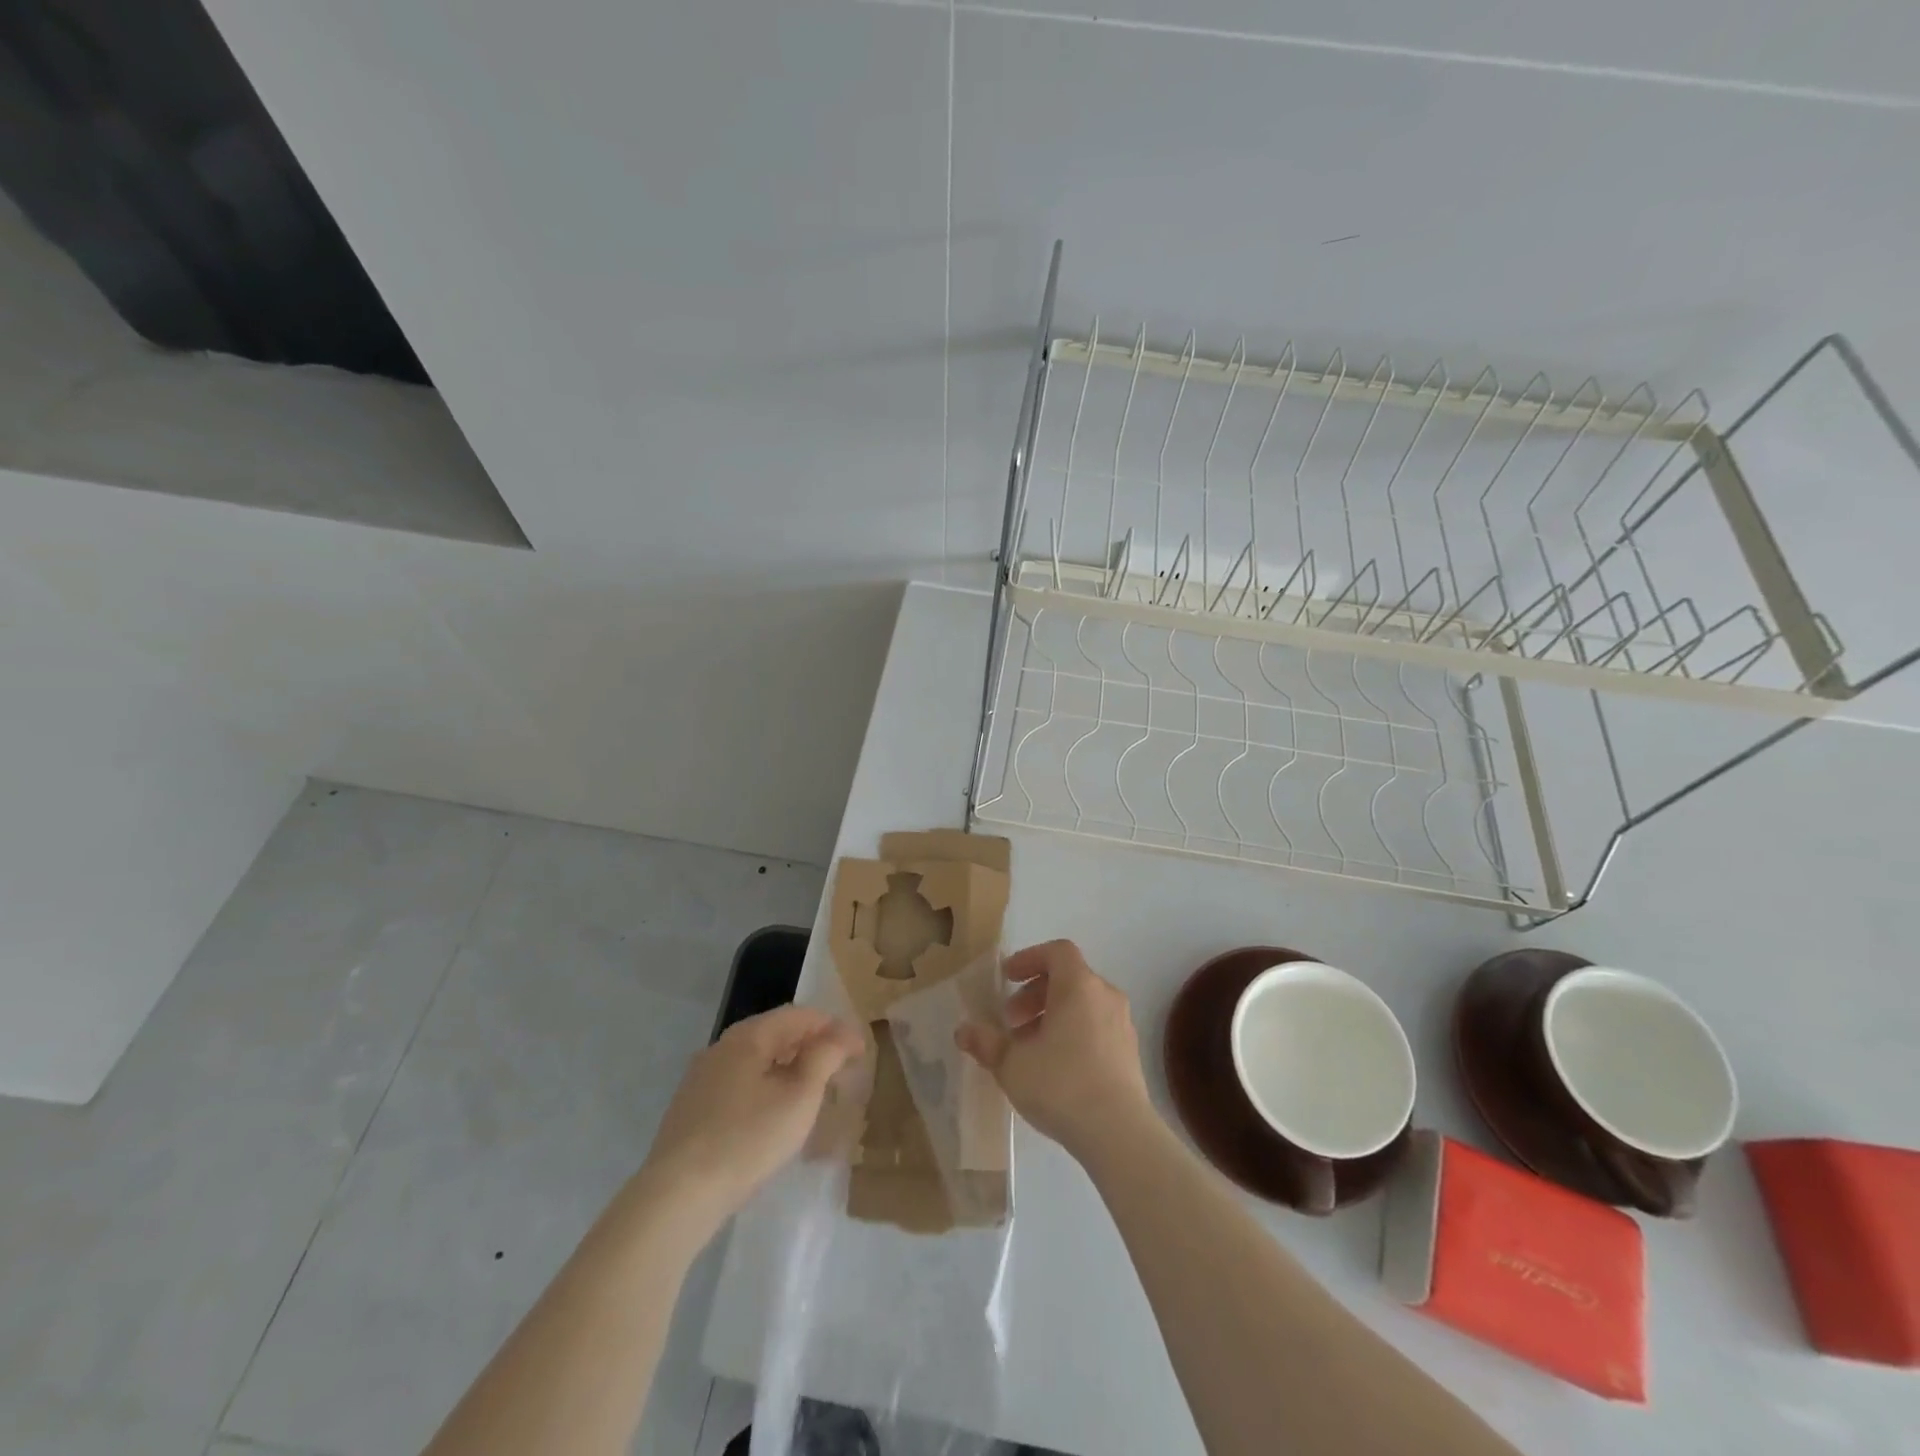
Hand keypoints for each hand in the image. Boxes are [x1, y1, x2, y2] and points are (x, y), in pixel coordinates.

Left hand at [637, 1006, 863, 1228]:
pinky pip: (739, 1085)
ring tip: (814, 1092)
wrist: (677, 1197)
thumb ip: (824, 1058)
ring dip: (789, 1068)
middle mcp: (721, 1047)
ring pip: (757, 1061)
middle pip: (776, 1034)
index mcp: (748, 1036)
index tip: (860, 1049)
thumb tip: (841, 1034)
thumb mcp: (799, 1097)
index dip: (834, 1027)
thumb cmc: (747, 1139)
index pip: (799, 1015)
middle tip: (841, 1069)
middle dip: (812, 1046)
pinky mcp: (691, 1110)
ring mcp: (701, 1079)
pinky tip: (775, 1116)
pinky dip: (766, 1088)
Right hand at [955, 939, 1153, 1162]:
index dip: (1029, 958)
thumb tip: (963, 1031)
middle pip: (1068, 978)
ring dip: (1053, 1016)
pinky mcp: (1130, 1053)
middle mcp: (1105, 996)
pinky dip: (1073, 1033)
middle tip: (1011, 1020)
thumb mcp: (1012, 1064)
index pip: (1057, 951)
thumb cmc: (1061, 1084)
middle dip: (1035, 994)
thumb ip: (986, 1042)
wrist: (1119, 1133)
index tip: (1007, 978)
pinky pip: (1097, 1027)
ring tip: (1028, 1049)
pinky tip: (1055, 1069)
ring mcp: (1122, 1024)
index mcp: (1079, 985)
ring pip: (1083, 1005)